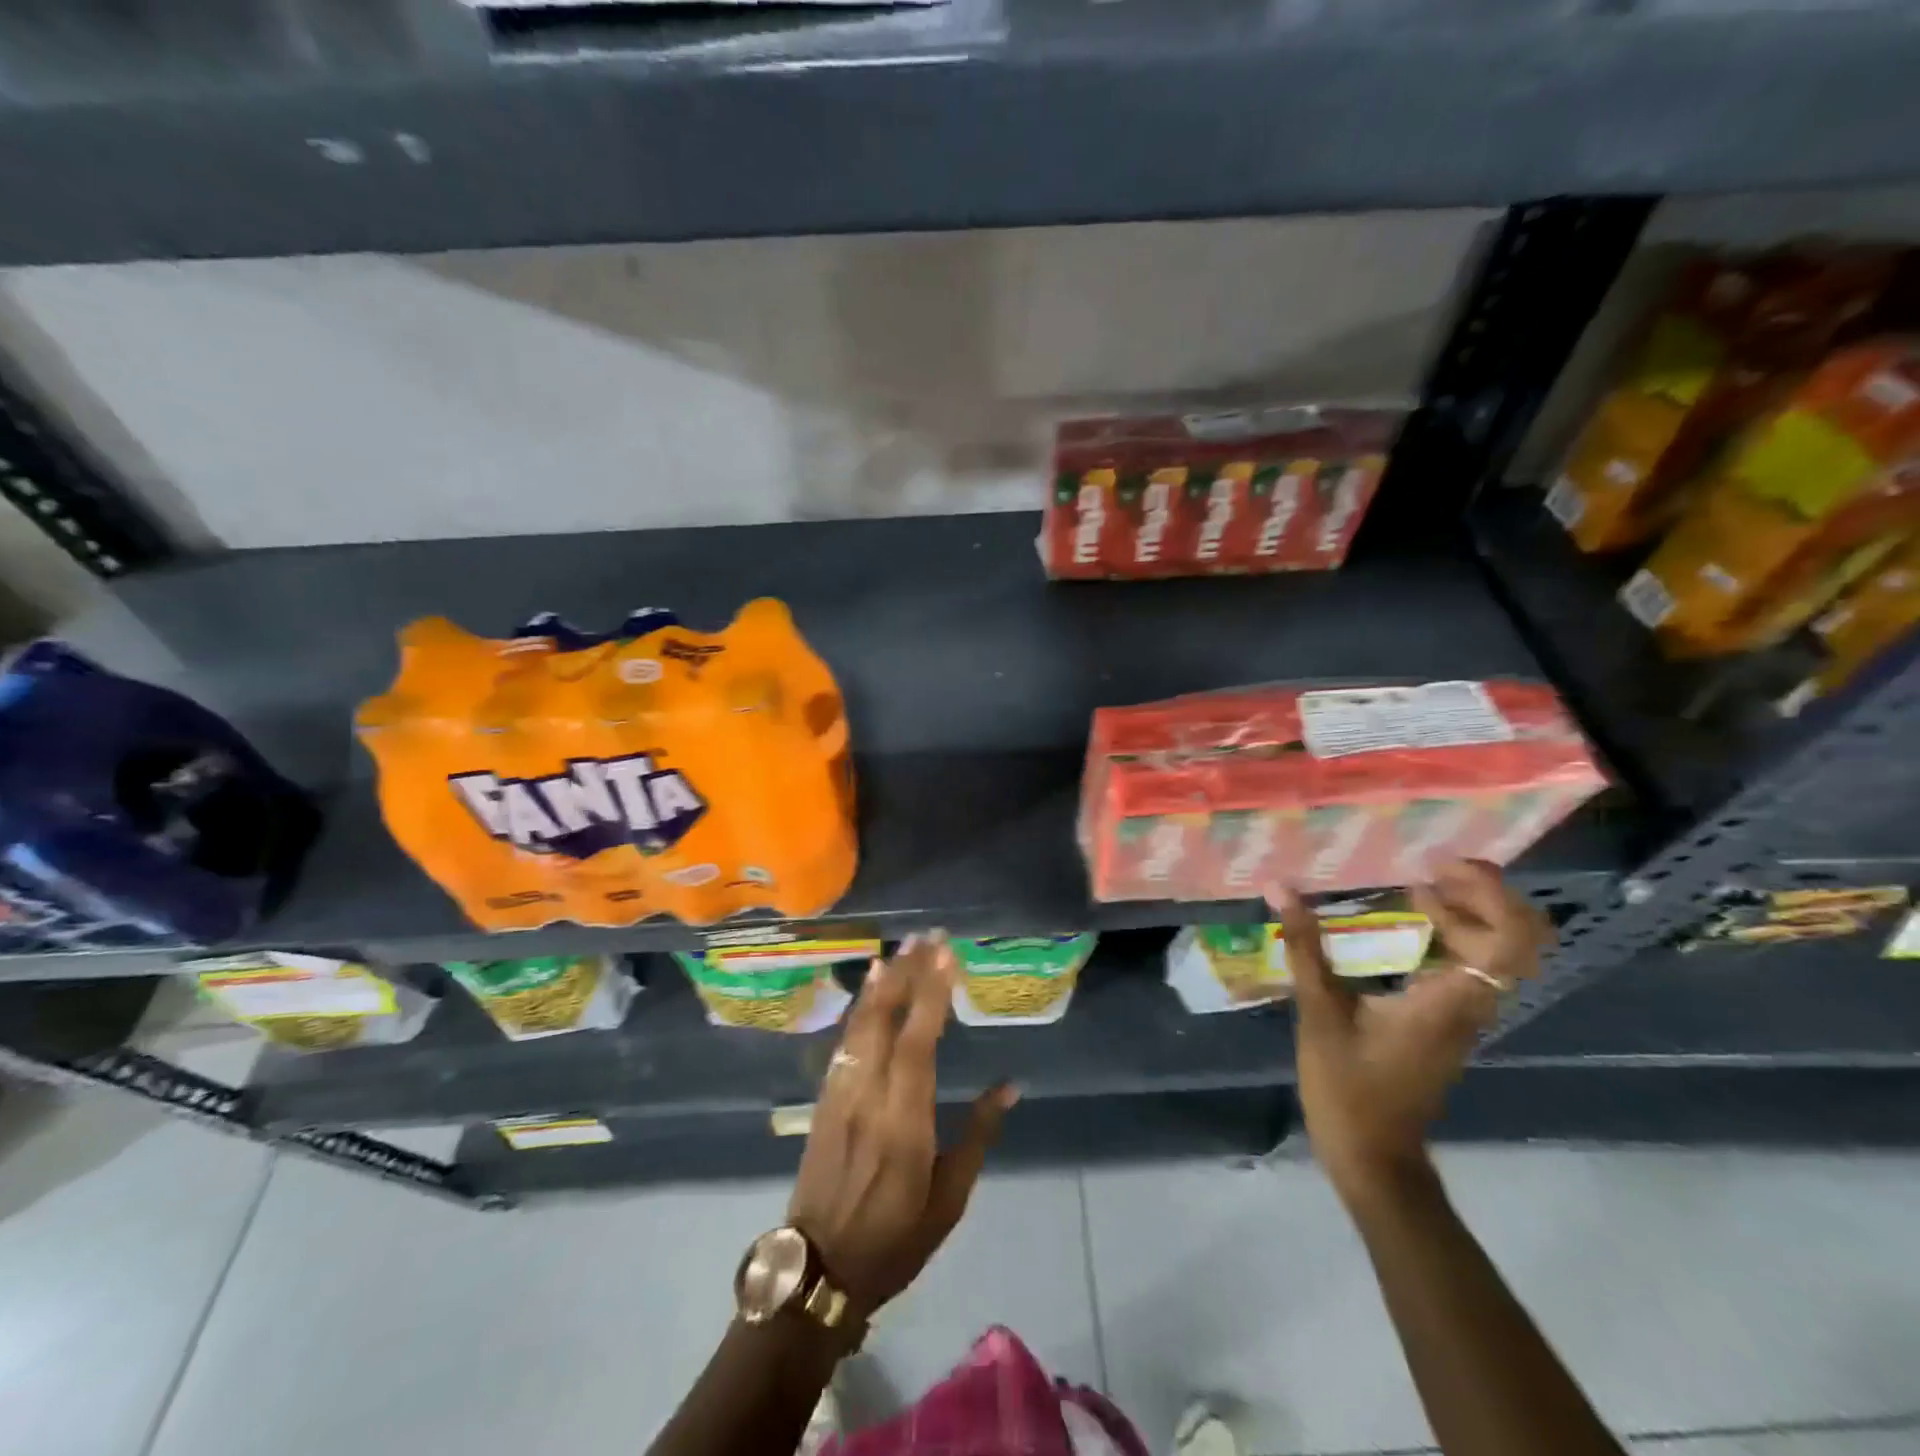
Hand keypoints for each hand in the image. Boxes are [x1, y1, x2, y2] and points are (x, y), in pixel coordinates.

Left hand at [788, 931, 1018, 1314]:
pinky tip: (869, 988)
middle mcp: (868, 1095)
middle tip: (927, 936)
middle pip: (886, 1019)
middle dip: (907, 973)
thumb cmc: (895, 1238)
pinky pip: (844, 1041)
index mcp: (904, 1121)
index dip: (931, 993)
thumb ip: (978, 1134)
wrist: (819, 1269)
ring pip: (860, 1024)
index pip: (918, 1041)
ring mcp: (839, 1093)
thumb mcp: (949, 1198)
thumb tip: (1010, 1086)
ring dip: (882, 982)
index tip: (945, 954)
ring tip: (901, 949)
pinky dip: (859, 1007)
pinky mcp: (823, 1098)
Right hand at [1273, 859, 1549, 1203]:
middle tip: (1429, 870)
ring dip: (1468, 914)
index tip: (1442, 866)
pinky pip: (1470, 967)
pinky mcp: (1447, 1021)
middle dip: (1482, 896)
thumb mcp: (1320, 1012)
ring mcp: (1463, 1015)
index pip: (1511, 941)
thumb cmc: (1348, 1088)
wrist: (1373, 1156)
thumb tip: (1281, 888)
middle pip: (1518, 940)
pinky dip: (1451, 936)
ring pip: (1498, 953)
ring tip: (1414, 888)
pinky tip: (1406, 925)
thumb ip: (1306, 947)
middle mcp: (1471, 1004)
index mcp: (1450, 1001)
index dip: (1492, 894)